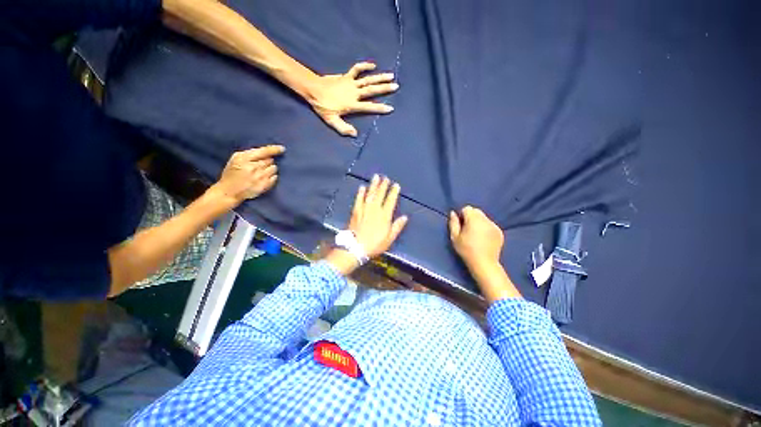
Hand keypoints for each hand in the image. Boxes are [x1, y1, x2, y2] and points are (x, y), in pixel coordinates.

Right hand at [209, 145, 284, 206]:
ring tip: (261, 172)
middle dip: (267, 161)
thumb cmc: (232, 173)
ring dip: (270, 169)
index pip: (263, 152)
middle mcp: (253, 168)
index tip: (282, 149)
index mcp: (243, 159)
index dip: (274, 150)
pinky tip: (264, 178)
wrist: (229, 192)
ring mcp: (259, 177)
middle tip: (259, 165)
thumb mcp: (236, 159)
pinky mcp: (264, 186)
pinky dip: (272, 177)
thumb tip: (268, 153)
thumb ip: (251, 154)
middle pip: (270, 160)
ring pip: (274, 168)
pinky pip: (275, 177)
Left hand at [308, 62, 397, 136]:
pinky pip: (356, 69)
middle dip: (384, 88)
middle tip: (396, 86)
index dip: (380, 108)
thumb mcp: (331, 121)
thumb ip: (343, 128)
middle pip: (371, 90)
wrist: (313, 89)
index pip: (369, 107)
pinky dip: (364, 66)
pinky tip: (373, 65)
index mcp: (352, 104)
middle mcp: (354, 93)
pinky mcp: (346, 76)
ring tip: (391, 75)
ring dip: (379, 77)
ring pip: (367, 79)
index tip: (390, 108)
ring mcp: (350, 83)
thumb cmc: (322, 106)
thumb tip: (354, 134)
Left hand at [348, 175, 407, 257]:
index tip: (396, 185)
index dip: (394, 192)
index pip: (391, 200)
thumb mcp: (390, 238)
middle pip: (380, 194)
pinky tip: (362, 187)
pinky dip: (360, 193)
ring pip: (370, 194)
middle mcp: (375, 209)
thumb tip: (405, 217)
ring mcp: (364, 209)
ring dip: (373, 185)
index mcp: (384, 215)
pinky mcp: (356, 211)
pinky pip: (358, 199)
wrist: (356, 247)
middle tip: (385, 178)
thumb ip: (397, 226)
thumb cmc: (375, 244)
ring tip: (376, 177)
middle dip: (383, 185)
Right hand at [449, 206, 504, 274]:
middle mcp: (485, 219)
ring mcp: (494, 225)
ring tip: (476, 235)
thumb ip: (453, 223)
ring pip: (484, 218)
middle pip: (476, 211)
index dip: (462, 215)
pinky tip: (483, 239)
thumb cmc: (466, 250)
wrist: (484, 263)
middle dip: (471, 217)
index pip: (467, 208)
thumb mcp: (455, 237)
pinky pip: (490, 225)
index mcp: (473, 219)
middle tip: (467, 229)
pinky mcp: (499, 232)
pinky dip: (486, 228)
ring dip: (479, 222)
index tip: (461, 225)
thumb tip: (453, 213)